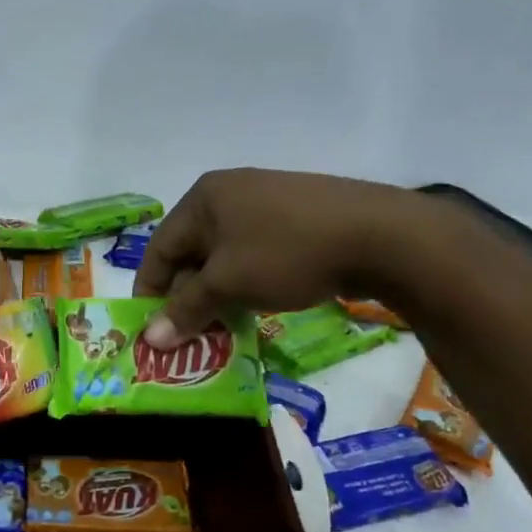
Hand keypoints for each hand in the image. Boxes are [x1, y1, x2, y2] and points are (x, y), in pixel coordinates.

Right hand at [132, 168, 434, 347]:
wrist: (381, 236)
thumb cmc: (287, 253)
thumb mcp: (228, 284)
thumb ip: (186, 310)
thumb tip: (150, 340)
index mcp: (204, 198)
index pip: (160, 248)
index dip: (150, 291)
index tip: (150, 328)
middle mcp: (230, 192)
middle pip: (191, 251)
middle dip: (187, 295)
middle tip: (188, 333)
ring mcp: (267, 201)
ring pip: (224, 255)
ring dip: (216, 293)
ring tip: (221, 326)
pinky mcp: (297, 215)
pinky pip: (254, 252)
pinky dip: (246, 281)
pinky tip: (255, 306)